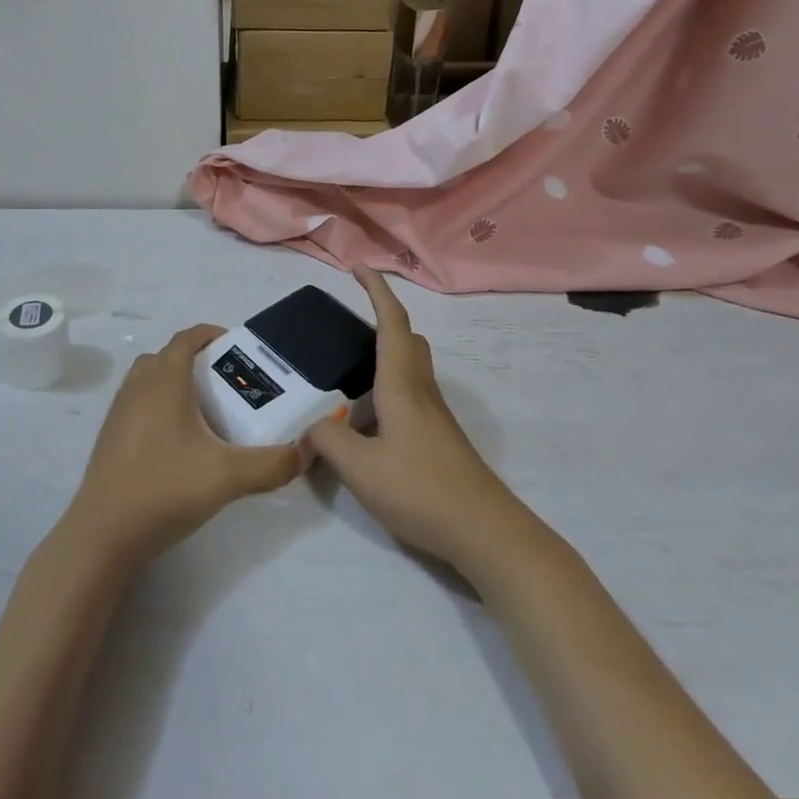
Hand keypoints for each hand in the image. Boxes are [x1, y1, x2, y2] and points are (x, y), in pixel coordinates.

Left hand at [65, 324, 304, 569]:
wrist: (103, 534)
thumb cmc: (165, 489)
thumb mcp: (228, 476)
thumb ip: (272, 464)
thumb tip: (307, 451)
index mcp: (164, 381)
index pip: (185, 339)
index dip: (209, 334)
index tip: (234, 346)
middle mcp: (138, 387)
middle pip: (165, 356)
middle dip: (193, 360)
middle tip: (223, 382)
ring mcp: (118, 412)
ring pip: (147, 380)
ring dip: (172, 382)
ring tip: (202, 410)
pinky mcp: (109, 438)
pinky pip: (136, 404)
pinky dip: (156, 406)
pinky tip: (176, 442)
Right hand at [308, 269, 534, 577]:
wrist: (485, 531)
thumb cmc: (422, 489)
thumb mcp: (361, 469)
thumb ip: (329, 440)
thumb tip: (313, 425)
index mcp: (402, 384)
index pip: (391, 322)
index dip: (376, 289)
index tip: (358, 267)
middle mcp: (421, 390)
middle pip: (407, 338)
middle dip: (382, 318)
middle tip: (349, 324)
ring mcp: (435, 415)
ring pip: (412, 366)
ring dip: (386, 353)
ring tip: (349, 371)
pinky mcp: (440, 437)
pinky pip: (412, 393)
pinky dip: (389, 386)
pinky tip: (370, 418)